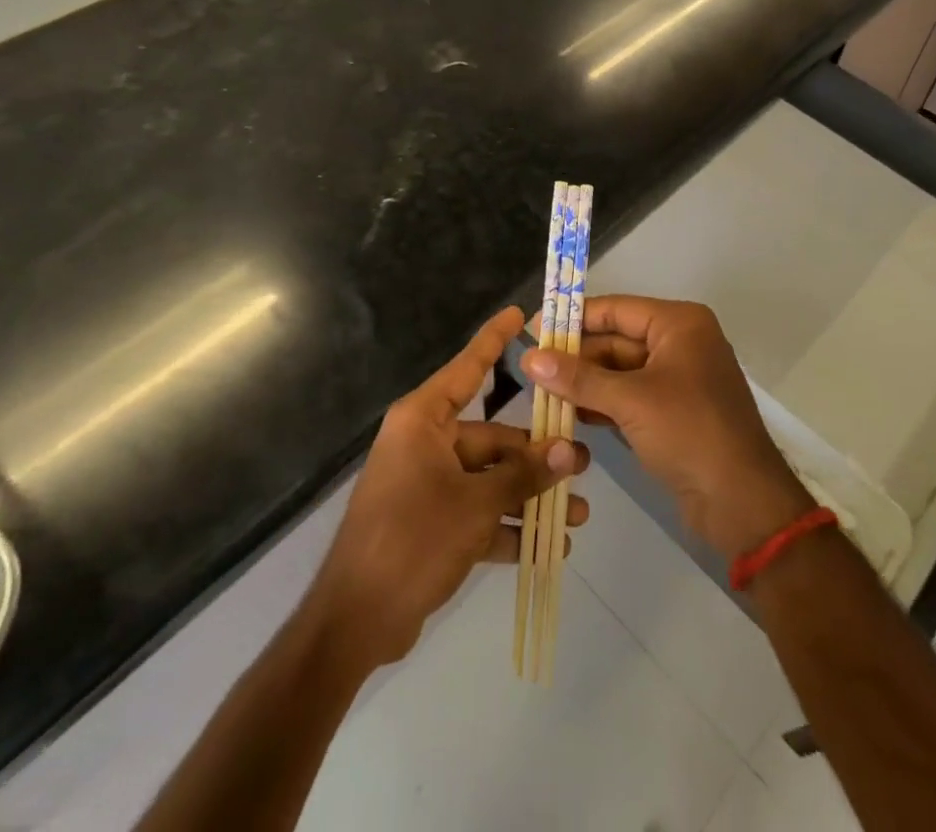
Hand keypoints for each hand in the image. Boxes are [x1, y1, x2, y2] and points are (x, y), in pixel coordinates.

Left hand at [309, 306, 588, 668]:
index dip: (494, 340)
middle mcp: (426, 444)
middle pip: (492, 438)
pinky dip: (508, 528)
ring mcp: (428, 485)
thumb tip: (568, 450)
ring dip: (529, 497)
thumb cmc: (411, 541)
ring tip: (576, 514)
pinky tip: (550, 546)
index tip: (519, 312)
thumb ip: (522, 476)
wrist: (354, 623)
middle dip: (536, 456)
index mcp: (424, 421)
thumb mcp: (474, 505)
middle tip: (581, 465)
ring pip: (490, 479)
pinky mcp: (431, 523)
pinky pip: (478, 512)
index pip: (467, 368)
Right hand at [527, 296, 814, 559]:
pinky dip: (601, 403)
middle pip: (616, 339)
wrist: (742, 503)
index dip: (574, 318)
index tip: (533, 328)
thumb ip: (578, 378)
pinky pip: (629, 397)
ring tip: (540, 393)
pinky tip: (568, 415)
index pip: (616, 309)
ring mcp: (677, 380)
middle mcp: (680, 343)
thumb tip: (528, 357)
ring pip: (619, 371)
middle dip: (576, 356)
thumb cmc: (690, 433)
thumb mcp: (631, 401)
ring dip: (584, 383)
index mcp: (679, 324)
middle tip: (530, 369)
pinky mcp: (672, 413)